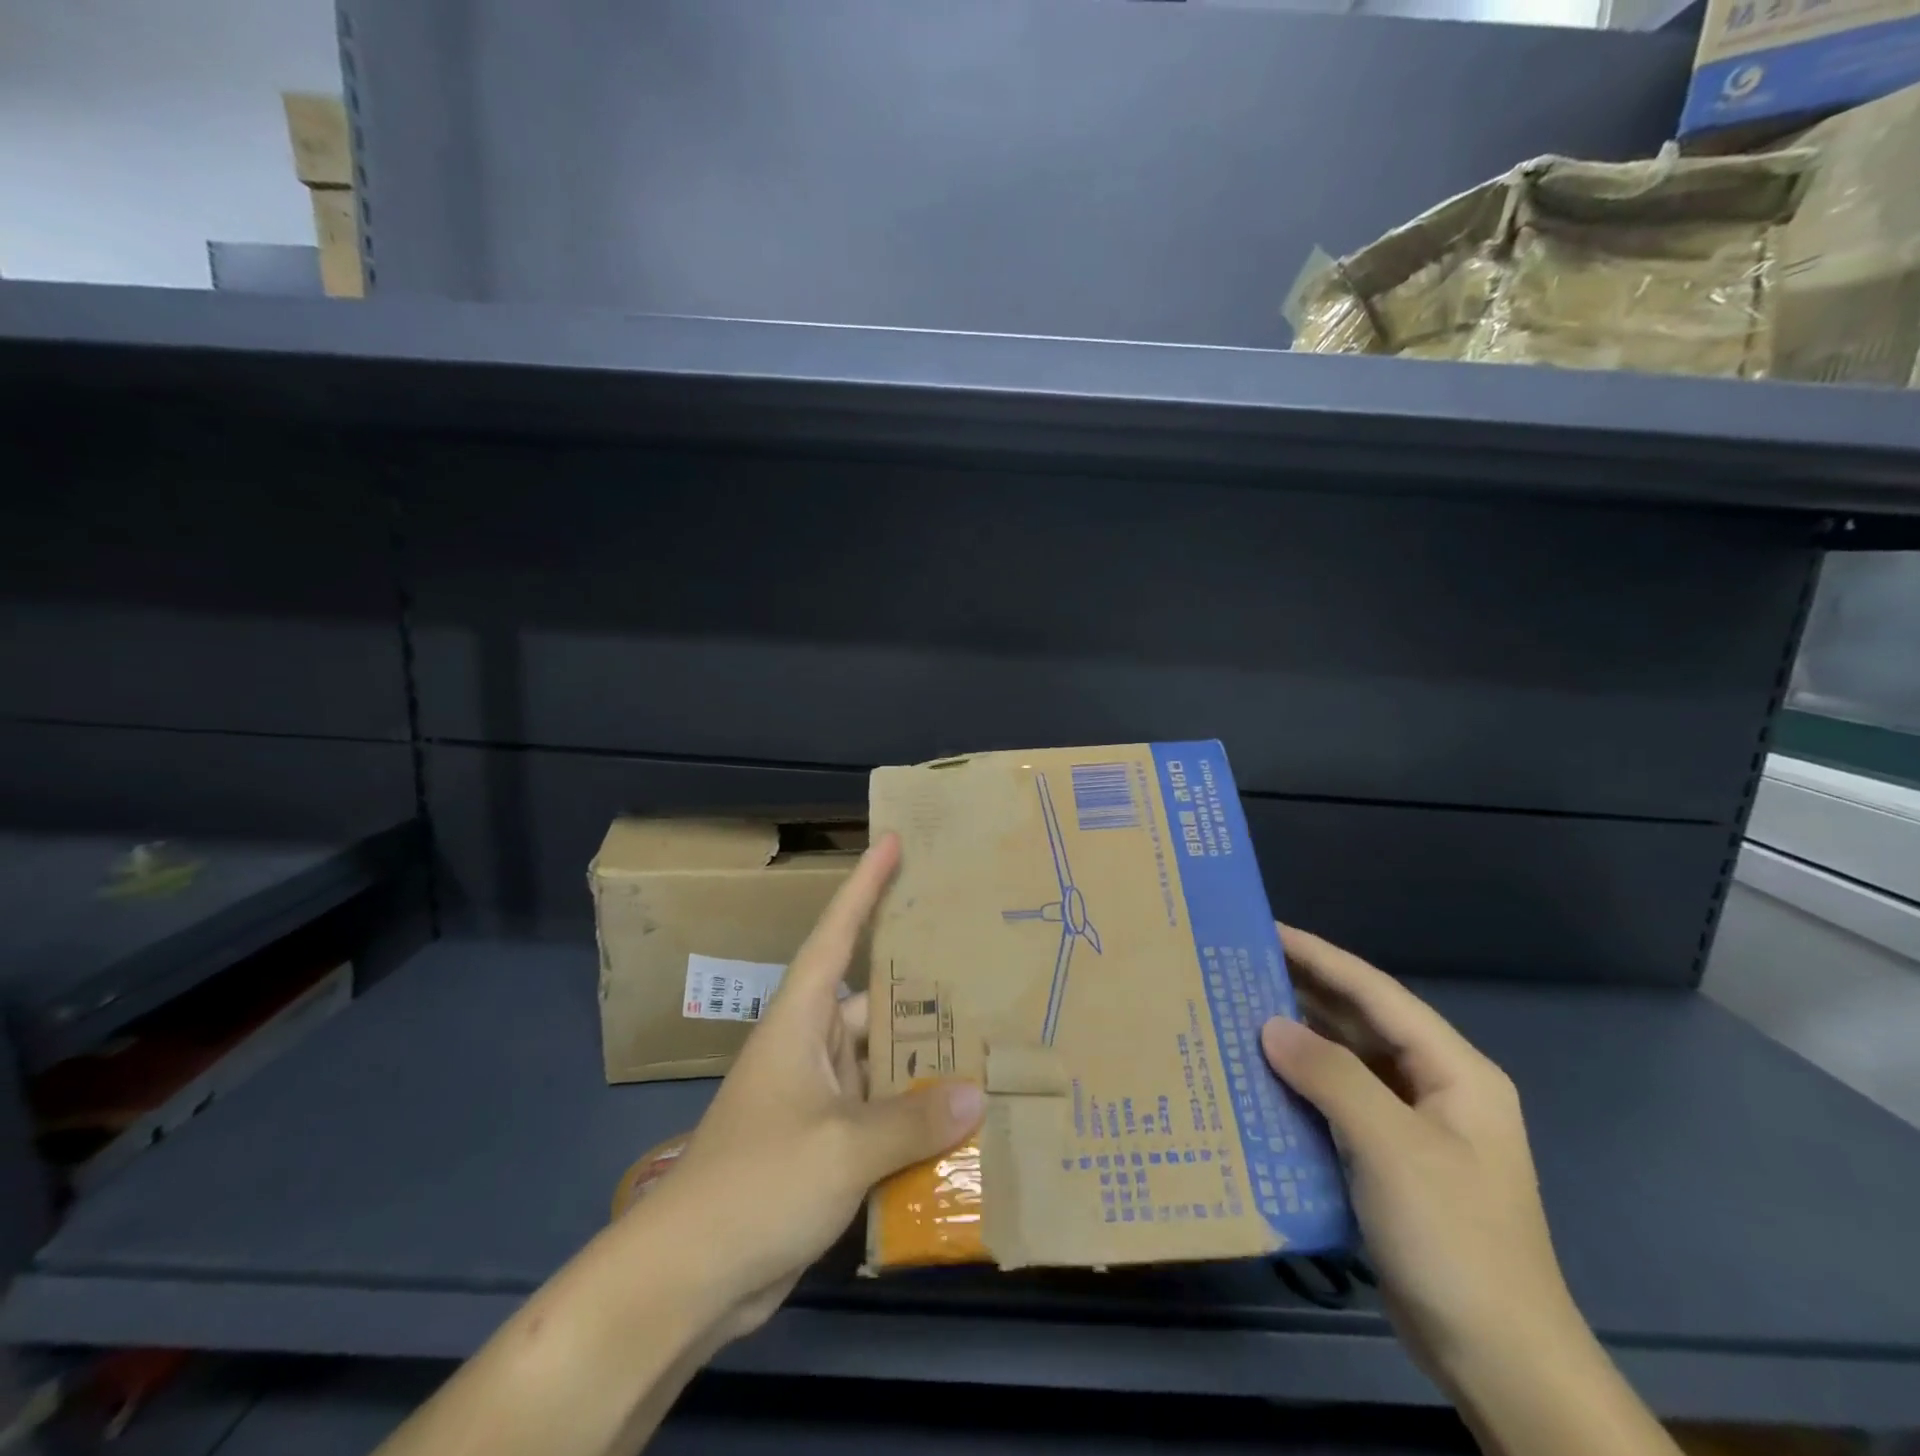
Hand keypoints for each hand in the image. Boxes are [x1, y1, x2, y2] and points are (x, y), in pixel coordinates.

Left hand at [643, 831, 985, 1337]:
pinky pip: (882, 1114)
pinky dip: (916, 1117)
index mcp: (801, 1021)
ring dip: (926, 1063)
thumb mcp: (841, 1146)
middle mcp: (812, 1047)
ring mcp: (819, 1098)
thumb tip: (974, 1093)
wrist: (689, 1277)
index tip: (893, 843)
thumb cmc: (758, 1182)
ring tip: (992, 1045)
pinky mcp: (826, 1145)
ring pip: (883, 1063)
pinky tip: (964, 1123)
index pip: (835, 934)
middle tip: (986, 967)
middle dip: (924, 990)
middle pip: (875, 1002)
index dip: (864, 886)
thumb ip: (911, 1119)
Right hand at [1260, 927, 1583, 1386]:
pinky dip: (1299, 1086)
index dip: (1320, 957)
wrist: (1499, 1363)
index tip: (1265, 930)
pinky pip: (1336, 1103)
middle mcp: (1434, 1088)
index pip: (1376, 993)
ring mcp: (1412, 1127)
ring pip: (1345, 1062)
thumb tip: (1269, 1026)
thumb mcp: (1392, 1148)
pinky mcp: (1388, 1161)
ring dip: (1296, 1039)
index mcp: (1454, 1072)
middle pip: (1360, 1022)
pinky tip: (1256, 1079)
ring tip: (1236, 1012)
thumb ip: (1331, 1076)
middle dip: (1303, 991)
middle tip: (1237, 966)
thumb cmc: (1454, 1240)